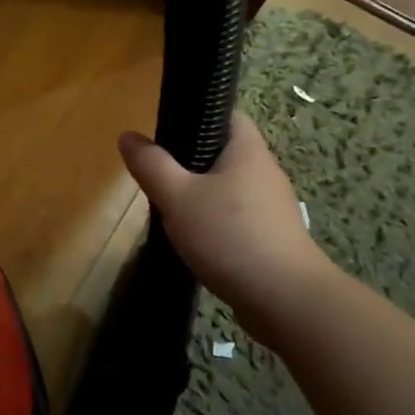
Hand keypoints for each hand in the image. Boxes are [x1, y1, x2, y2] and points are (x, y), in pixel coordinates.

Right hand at [118, 113, 337, 337]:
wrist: (286, 301)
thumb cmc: (230, 236)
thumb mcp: (178, 197)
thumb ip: (152, 165)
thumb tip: (128, 136)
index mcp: (248, 150)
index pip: (226, 114)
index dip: (197, 114)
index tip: (166, 128)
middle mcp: (265, 171)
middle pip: (224, 152)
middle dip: (191, 160)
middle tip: (158, 173)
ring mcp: (271, 207)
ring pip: (228, 188)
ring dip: (201, 195)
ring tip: (170, 207)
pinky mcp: (271, 237)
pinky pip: (236, 217)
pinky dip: (214, 222)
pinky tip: (194, 240)